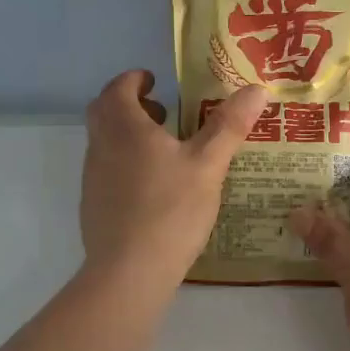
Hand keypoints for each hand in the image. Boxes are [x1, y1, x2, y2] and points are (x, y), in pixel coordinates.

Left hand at [81, 70, 266, 287]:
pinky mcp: (92, 205)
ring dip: (127, 135)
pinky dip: (124, 163)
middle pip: (104, 112)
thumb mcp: (208, 165)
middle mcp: (101, 146)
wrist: (129, 271)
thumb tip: (257, 88)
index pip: (118, 88)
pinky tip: (153, 188)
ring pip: (104, 142)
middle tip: (161, 112)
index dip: (134, 79)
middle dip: (129, 104)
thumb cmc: (170, 209)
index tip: (154, 81)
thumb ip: (229, 125)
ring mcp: (92, 177)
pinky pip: (105, 170)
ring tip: (164, 150)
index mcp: (125, 128)